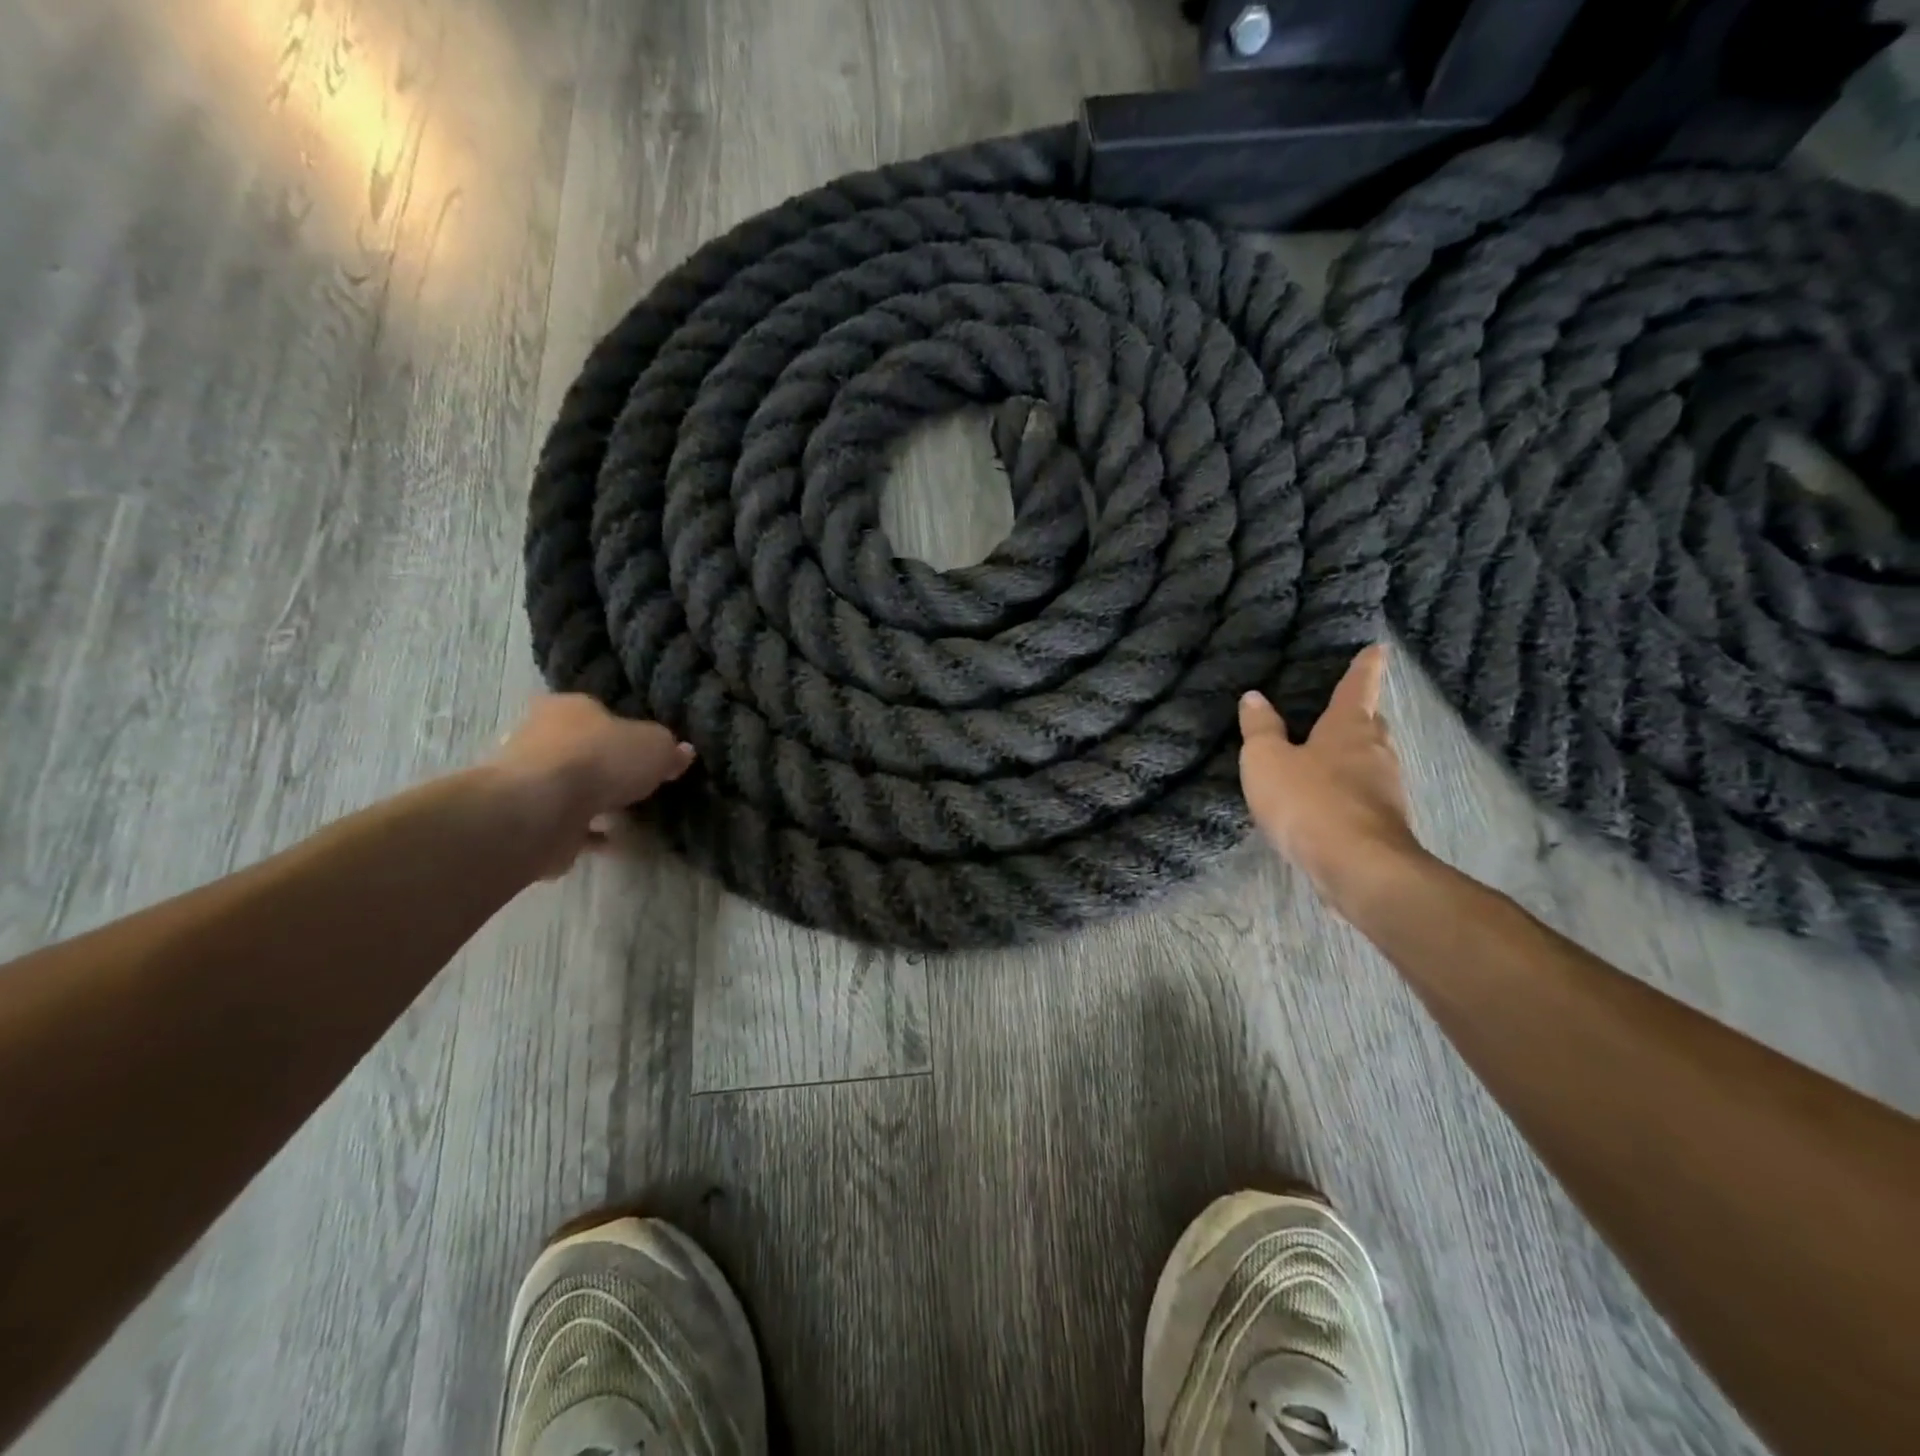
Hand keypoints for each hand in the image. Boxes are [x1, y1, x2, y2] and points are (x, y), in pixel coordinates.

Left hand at [487, 695, 694, 876]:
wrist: (541, 809)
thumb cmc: (600, 760)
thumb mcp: (655, 746)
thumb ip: (669, 750)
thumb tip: (682, 752)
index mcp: (567, 707)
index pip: (598, 711)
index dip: (623, 728)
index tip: (645, 749)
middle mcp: (540, 736)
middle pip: (581, 749)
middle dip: (606, 766)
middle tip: (637, 782)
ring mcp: (529, 780)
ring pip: (570, 787)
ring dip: (593, 801)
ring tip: (627, 815)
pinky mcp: (527, 818)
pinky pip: (565, 823)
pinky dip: (586, 832)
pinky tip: (611, 842)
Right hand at [1238, 644, 1426, 913]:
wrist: (1358, 867)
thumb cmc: (1309, 801)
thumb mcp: (1267, 761)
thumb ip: (1260, 729)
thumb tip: (1254, 697)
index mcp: (1348, 727)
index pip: (1357, 687)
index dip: (1365, 667)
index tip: (1378, 649)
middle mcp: (1374, 751)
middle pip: (1370, 724)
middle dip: (1359, 715)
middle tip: (1344, 709)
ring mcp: (1385, 789)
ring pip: (1370, 760)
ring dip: (1354, 755)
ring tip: (1329, 757)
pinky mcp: (1384, 823)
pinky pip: (1365, 794)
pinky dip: (1349, 790)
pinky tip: (1329, 801)